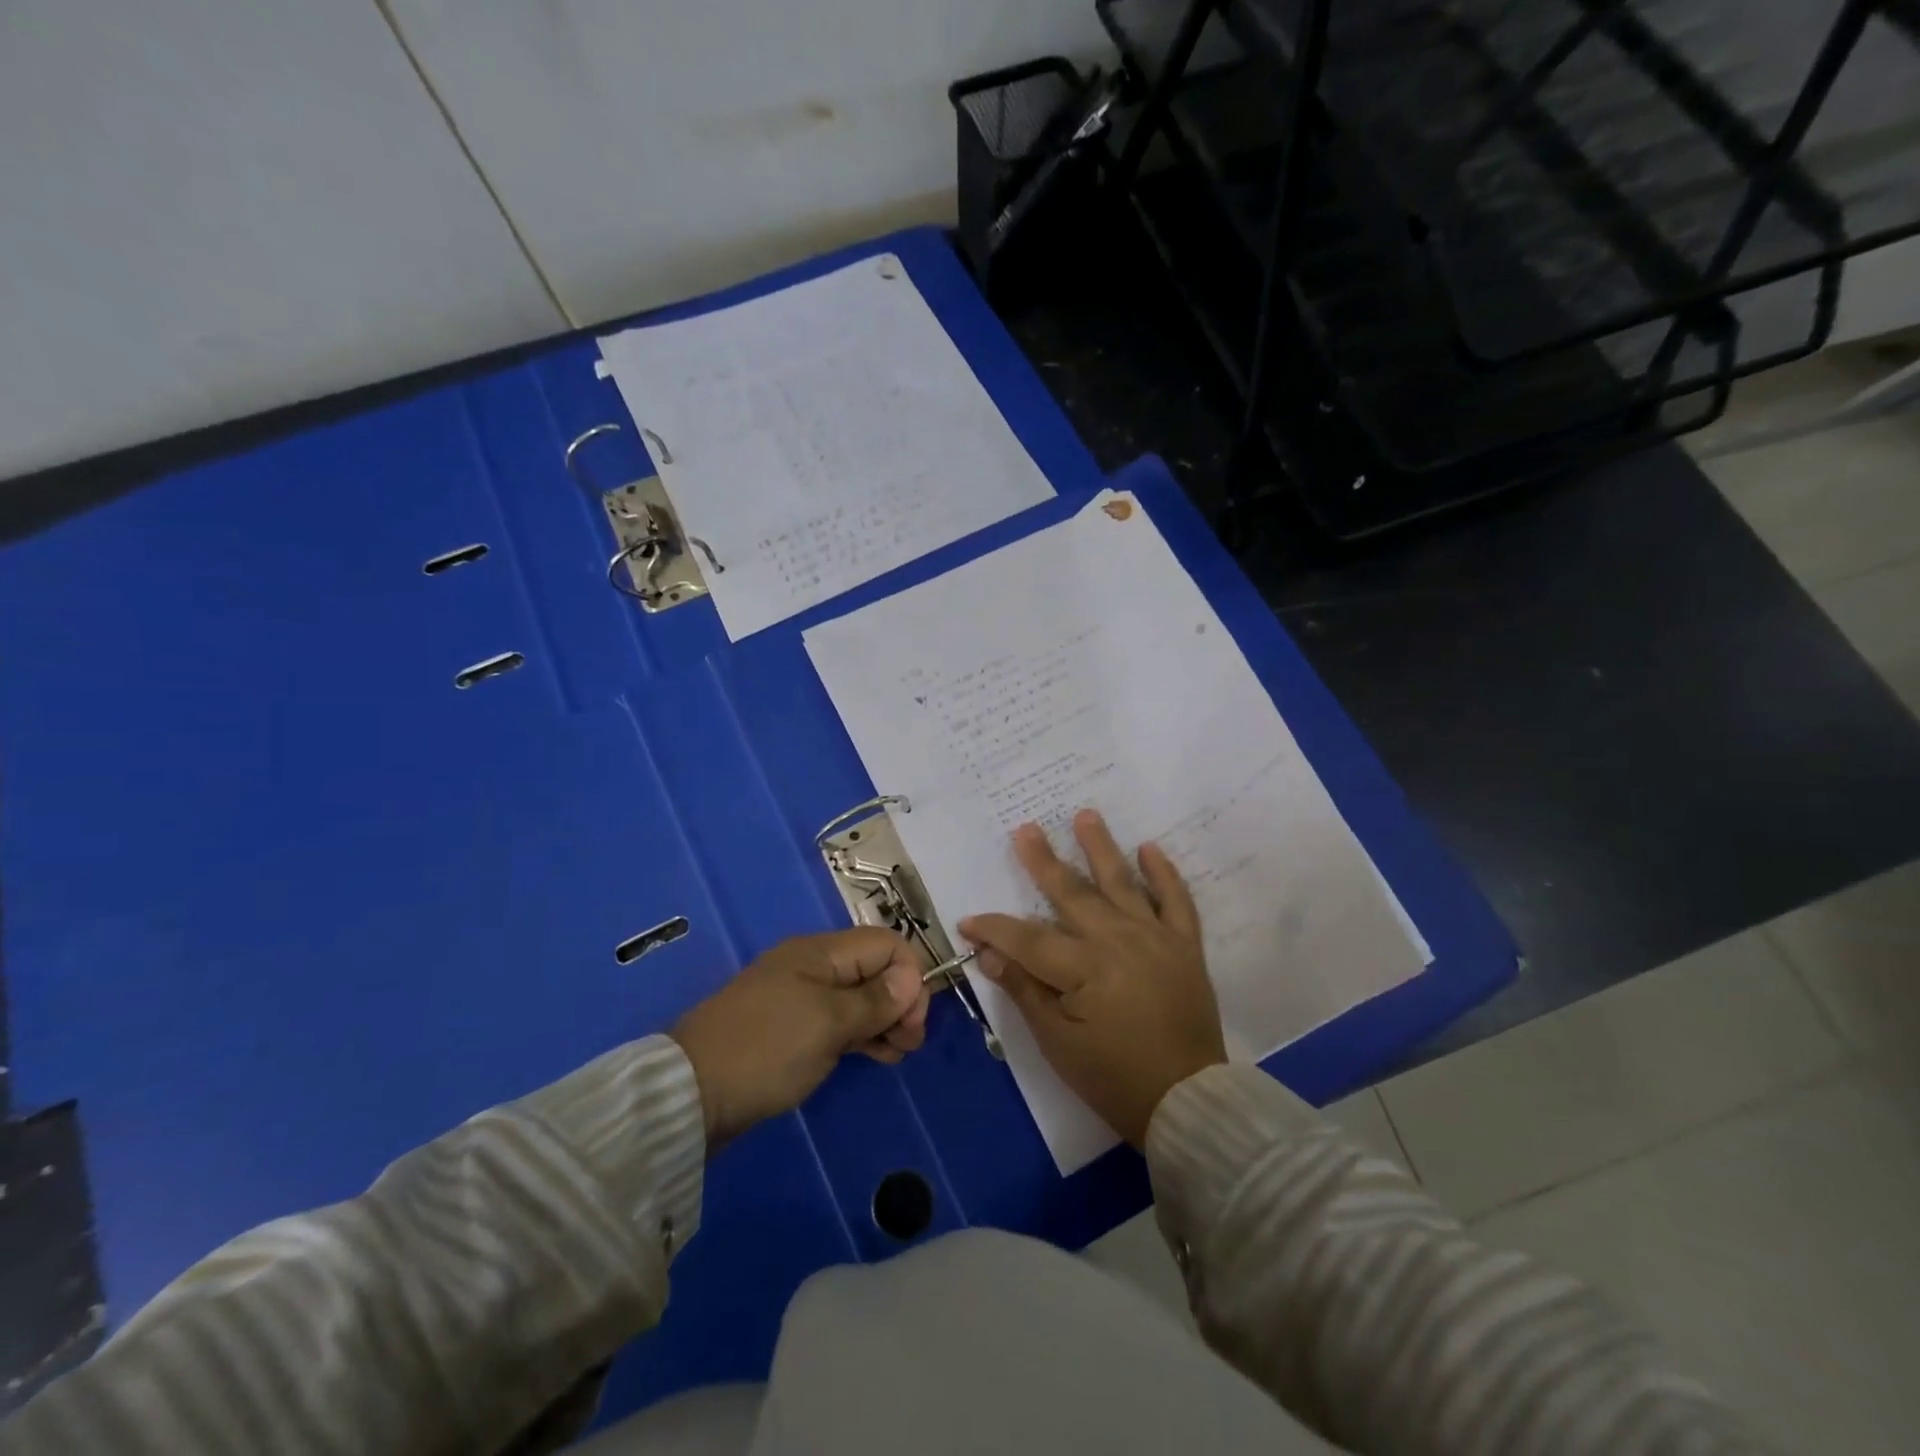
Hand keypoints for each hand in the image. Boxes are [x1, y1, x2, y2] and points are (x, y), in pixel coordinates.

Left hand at [671, 929, 929, 1147]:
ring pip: (859, 997)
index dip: (909, 975)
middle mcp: (813, 967)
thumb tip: (912, 977)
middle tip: (910, 1042)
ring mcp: (801, 998)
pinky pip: (840, 1021)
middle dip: (901, 999)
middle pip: (874, 969)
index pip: (884, 944)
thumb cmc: (767, 1049)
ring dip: (885, 1019)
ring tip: (899, 1053)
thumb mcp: (829, 1023)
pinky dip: (863, 1034)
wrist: (691, 1094)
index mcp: (820, 952)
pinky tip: (879, 1055)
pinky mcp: (792, 1029)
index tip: (914, 1019)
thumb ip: (875, 999)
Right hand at [960, 810, 1225, 1147]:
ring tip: (1085, 815)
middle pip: (1072, 893)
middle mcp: (1118, 940)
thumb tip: (988, 952)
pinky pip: (1176, 901)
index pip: (1026, 936)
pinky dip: (1164, 873)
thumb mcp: (1056, 1041)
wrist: (1186, 1101)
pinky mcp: (1184, 946)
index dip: (994, 927)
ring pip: (1122, 883)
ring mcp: (1155, 938)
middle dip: (1043, 861)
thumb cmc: (1112, 1076)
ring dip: (1101, 848)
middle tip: (1025, 829)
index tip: (968, 920)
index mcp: (1084, 967)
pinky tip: (1150, 848)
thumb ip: (1023, 989)